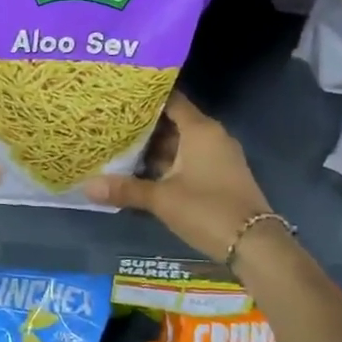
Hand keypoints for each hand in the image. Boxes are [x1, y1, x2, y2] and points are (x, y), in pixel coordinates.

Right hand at [83, 91, 273, 261]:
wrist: (255, 244)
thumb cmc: (207, 210)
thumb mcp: (162, 200)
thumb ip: (125, 189)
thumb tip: (86, 186)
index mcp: (200, 130)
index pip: (171, 100)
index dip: (146, 97)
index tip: (119, 96)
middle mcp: (212, 136)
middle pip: (174, 121)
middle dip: (144, 125)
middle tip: (111, 122)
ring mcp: (219, 157)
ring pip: (181, 143)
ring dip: (154, 147)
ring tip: (119, 145)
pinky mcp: (220, 175)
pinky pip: (189, 159)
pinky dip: (168, 162)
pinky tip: (143, 170)